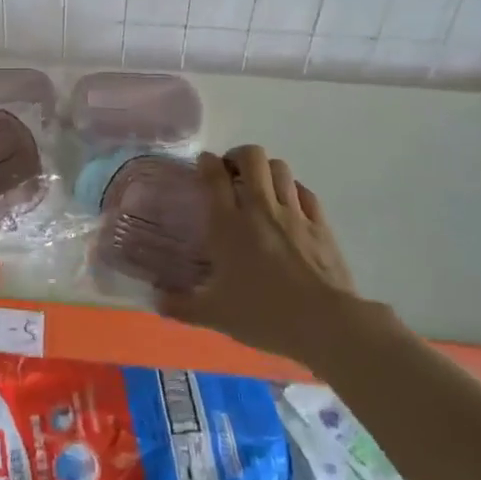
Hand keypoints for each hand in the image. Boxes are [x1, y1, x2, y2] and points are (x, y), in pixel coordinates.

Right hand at [160, 146, 365, 361]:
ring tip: (259, 185)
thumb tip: (156, 302)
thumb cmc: (262, 314)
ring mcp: (294, 213)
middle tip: (231, 173)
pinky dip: (292, 189)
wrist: (324, 323)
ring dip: (266, 169)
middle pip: (251, 158)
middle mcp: (260, 208)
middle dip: (238, 156)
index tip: (203, 165)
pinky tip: (288, 203)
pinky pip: (304, 192)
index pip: (214, 176)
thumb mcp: (214, 314)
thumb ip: (181, 306)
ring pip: (280, 168)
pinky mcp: (320, 224)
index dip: (207, 163)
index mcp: (228, 225)